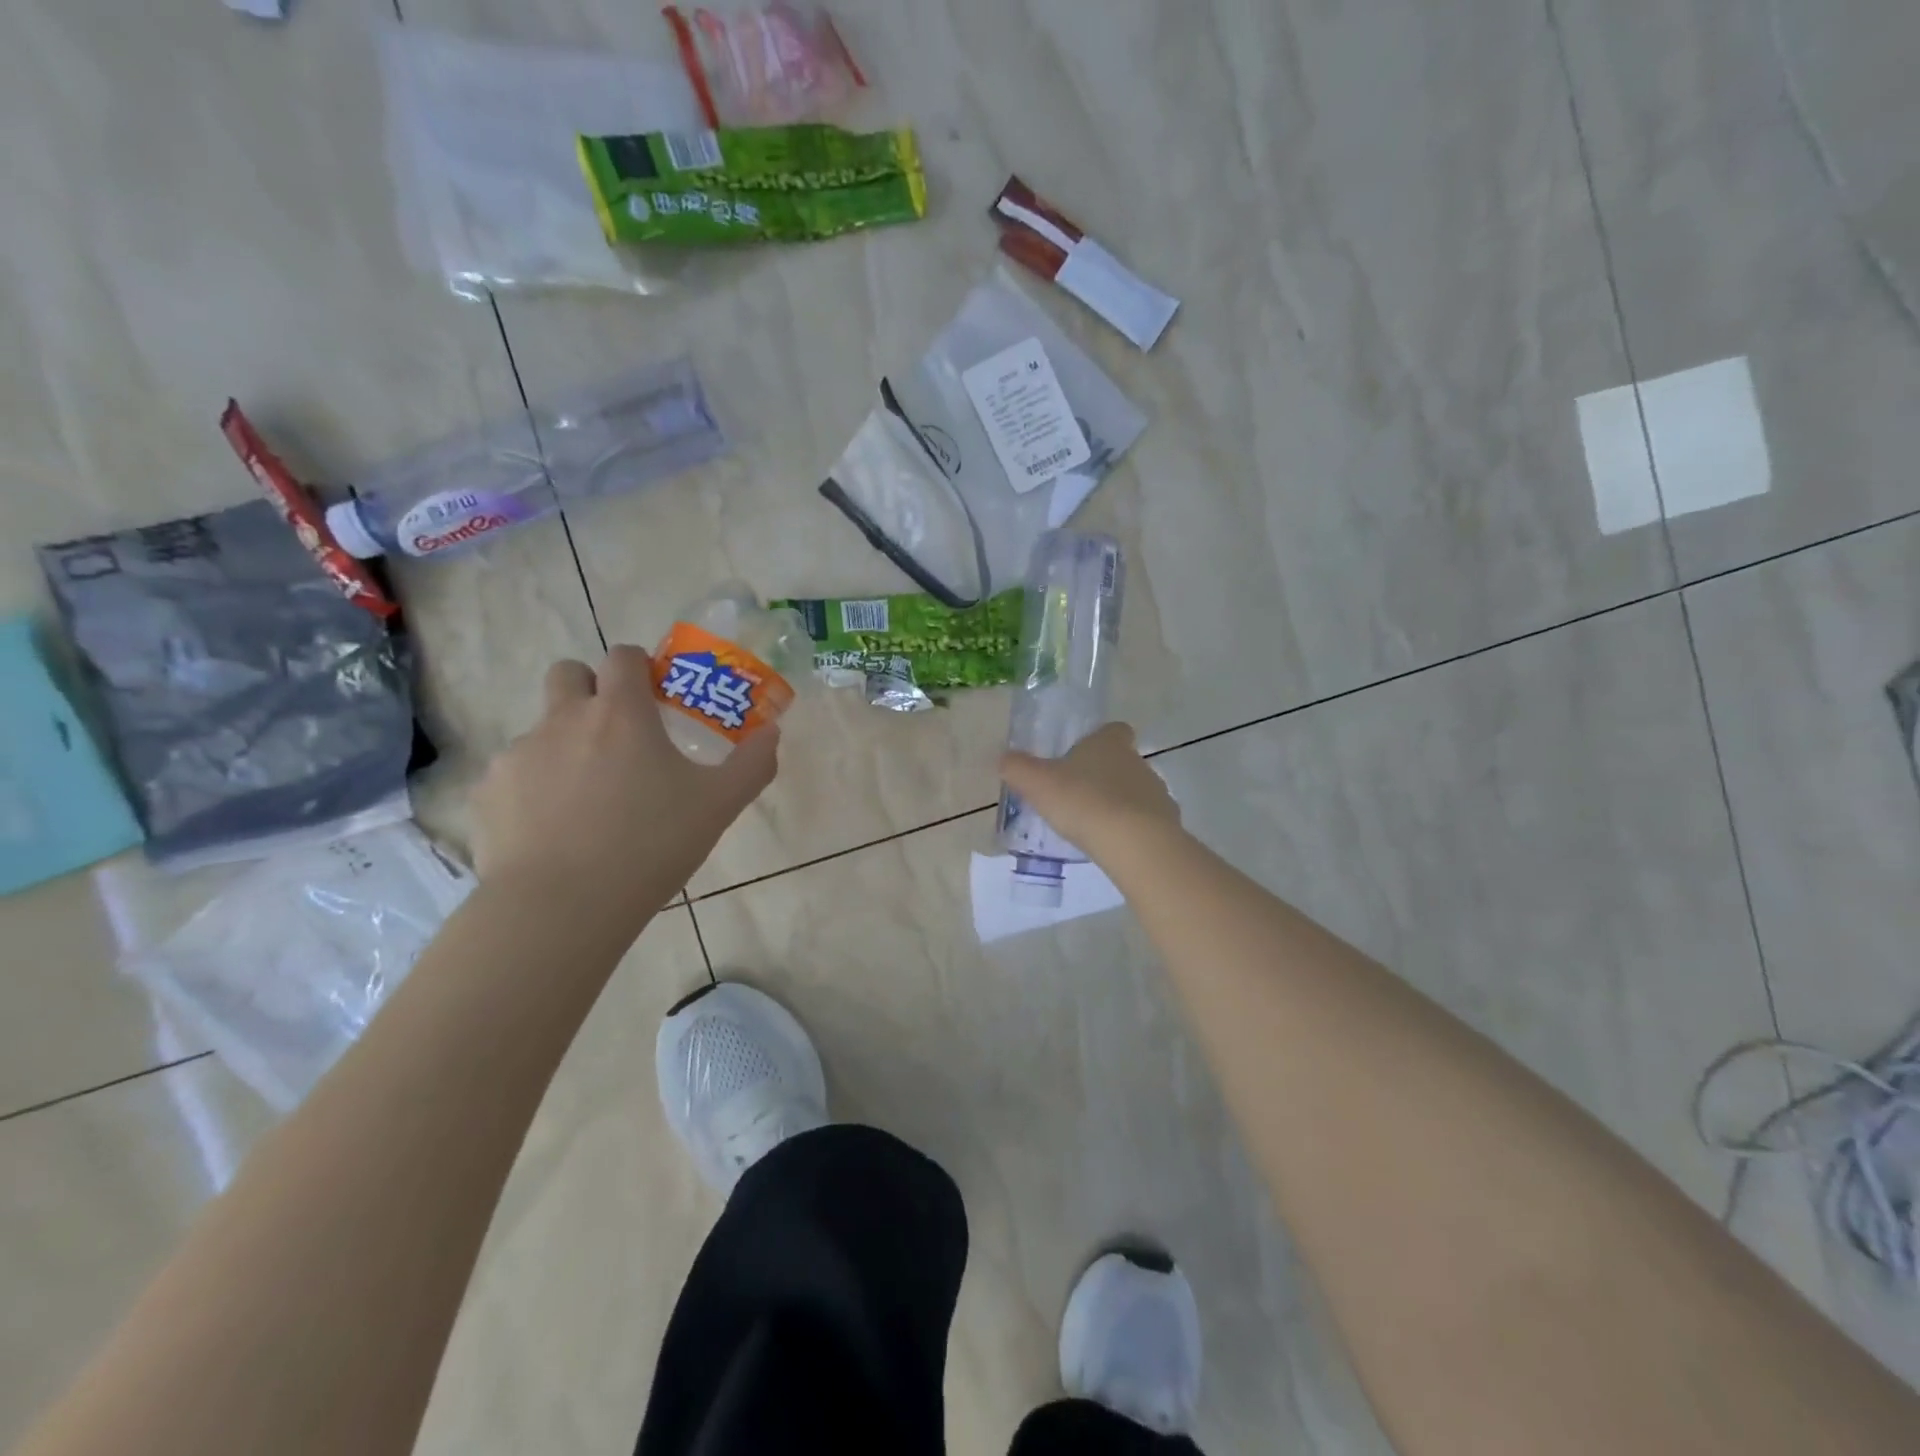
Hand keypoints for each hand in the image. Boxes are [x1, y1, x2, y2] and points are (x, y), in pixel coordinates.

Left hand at [473, 646, 777, 910]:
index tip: (654, 696)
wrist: (562, 905)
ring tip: (587, 800)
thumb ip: (752, 764)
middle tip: (615, 734)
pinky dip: (534, 789)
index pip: (623, 657)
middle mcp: (565, 719)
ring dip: (564, 745)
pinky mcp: (488, 792)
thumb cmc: (650, 844)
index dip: (639, 667)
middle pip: (568, 673)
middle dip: (590, 689)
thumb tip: (773, 734)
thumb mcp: (719, 806)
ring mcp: (519, 754)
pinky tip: (553, 830)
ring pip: (541, 729)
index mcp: (621, 713)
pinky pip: (514, 775)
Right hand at [998, 722, 1181, 862]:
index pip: (1114, 730)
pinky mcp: (1167, 822)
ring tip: (1095, 825)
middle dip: (1105, 775)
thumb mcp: (1037, 783)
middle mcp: (1137, 761)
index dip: (1101, 739)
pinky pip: (1148, 821)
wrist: (1133, 842)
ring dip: (1120, 803)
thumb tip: (1004, 759)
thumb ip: (1017, 768)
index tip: (1083, 755)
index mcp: (1109, 744)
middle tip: (1079, 796)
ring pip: (1137, 791)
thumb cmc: (1082, 802)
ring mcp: (1156, 792)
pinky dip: (1133, 829)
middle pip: (1124, 761)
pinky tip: (1114, 845)